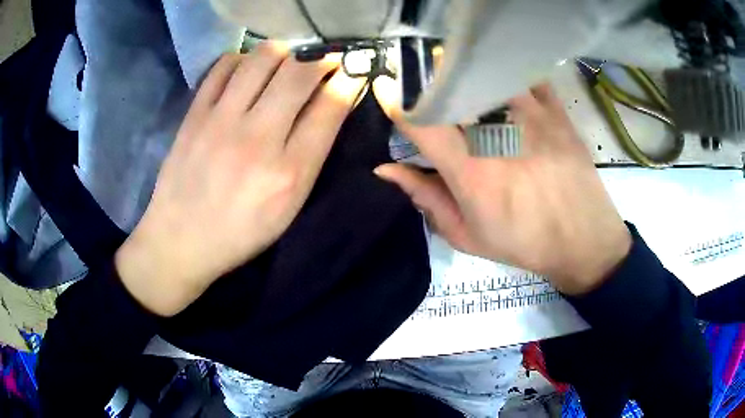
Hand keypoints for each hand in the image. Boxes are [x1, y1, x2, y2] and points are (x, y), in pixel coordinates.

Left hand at [115, 43, 365, 315]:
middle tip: (322, 62)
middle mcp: (258, 139)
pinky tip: (246, 71)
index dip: (348, 80)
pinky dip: (242, 59)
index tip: (351, 71)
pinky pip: (223, 65)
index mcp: (290, 173)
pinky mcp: (194, 115)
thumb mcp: (288, 207)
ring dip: (284, 53)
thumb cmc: (241, 231)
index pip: (330, 108)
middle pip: (299, 73)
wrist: (180, 239)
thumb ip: (312, 156)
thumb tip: (330, 106)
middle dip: (321, 60)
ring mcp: (221, 122)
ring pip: (262, 58)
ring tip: (285, 63)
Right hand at [373, 80, 630, 295]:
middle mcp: (497, 135)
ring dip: (467, 73)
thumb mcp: (467, 234)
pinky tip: (505, 85)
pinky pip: (525, 75)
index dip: (397, 101)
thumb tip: (386, 169)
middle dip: (430, 80)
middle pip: (451, 86)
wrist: (582, 239)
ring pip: (487, 72)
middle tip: (427, 85)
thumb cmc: (523, 242)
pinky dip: (509, 74)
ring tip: (464, 80)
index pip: (420, 120)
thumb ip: (426, 197)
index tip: (388, 90)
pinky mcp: (556, 111)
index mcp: (470, 170)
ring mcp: (530, 117)